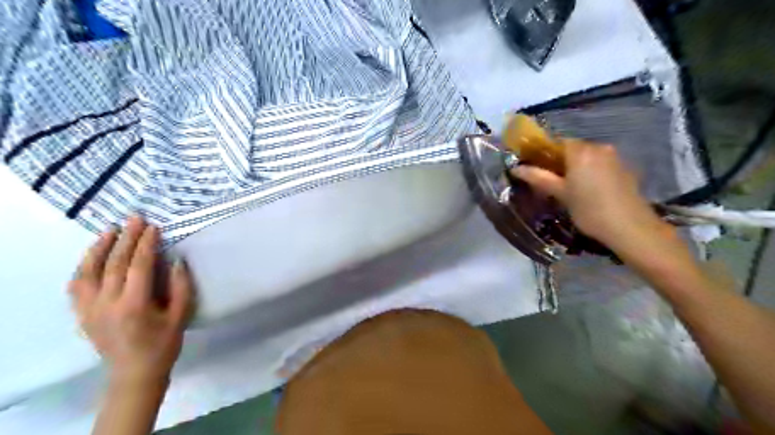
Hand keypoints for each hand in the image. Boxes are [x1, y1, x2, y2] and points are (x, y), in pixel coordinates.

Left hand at [67, 215, 192, 382]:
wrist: (134, 372)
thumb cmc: (164, 343)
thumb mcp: (181, 315)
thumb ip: (180, 287)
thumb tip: (175, 261)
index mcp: (134, 305)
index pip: (138, 266)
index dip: (146, 244)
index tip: (154, 227)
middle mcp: (107, 304)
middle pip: (114, 264)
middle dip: (126, 238)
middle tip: (135, 219)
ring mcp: (89, 309)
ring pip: (88, 271)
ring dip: (99, 248)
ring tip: (111, 230)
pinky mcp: (82, 314)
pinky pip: (77, 285)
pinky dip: (83, 266)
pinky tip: (93, 255)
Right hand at [512, 140, 669, 247]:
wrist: (629, 227)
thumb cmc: (589, 209)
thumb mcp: (560, 194)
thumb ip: (538, 178)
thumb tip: (516, 168)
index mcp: (581, 151)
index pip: (558, 141)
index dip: (545, 153)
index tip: (538, 168)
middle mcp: (599, 148)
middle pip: (574, 148)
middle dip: (561, 160)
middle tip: (551, 180)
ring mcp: (615, 158)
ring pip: (588, 156)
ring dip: (577, 167)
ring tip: (570, 187)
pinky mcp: (625, 169)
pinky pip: (601, 164)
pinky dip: (592, 172)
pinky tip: (589, 191)